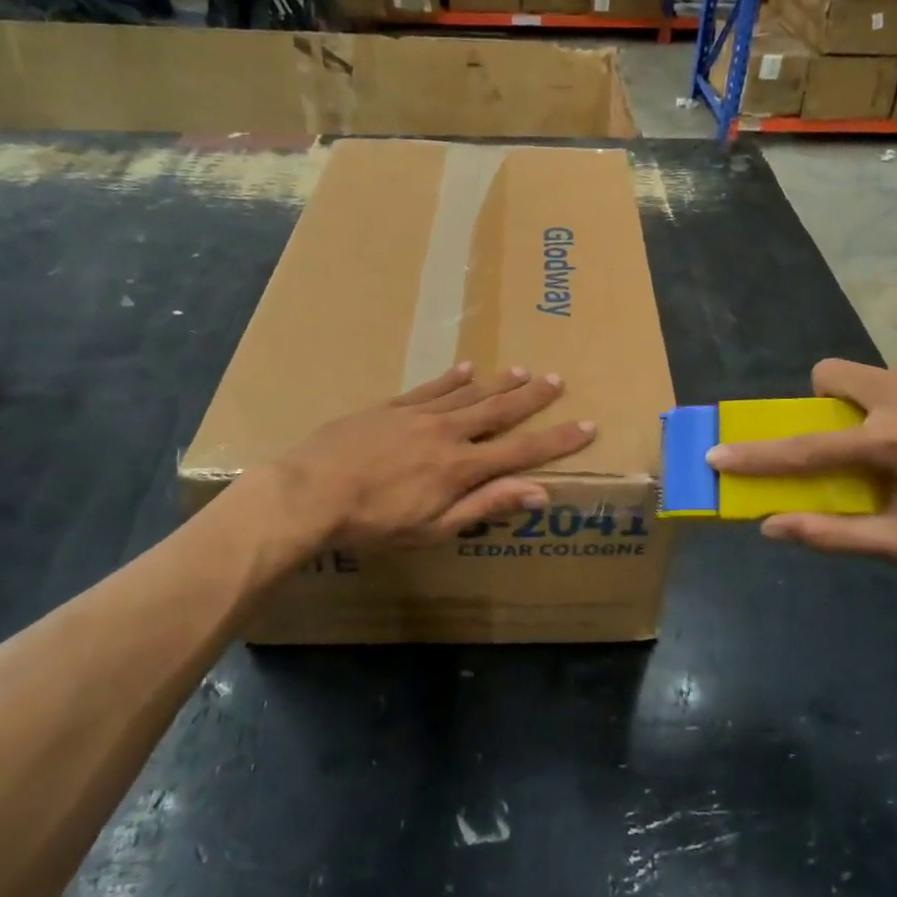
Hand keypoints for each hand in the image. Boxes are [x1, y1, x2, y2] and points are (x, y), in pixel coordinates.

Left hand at [263, 363, 595, 549]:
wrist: (309, 493)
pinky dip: (451, 378)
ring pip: (467, 394)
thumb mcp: (432, 528)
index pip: (521, 452)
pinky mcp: (390, 408)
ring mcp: (417, 416)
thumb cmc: (372, 523)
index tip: (587, 425)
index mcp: (460, 468)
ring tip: (523, 370)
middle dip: (531, 398)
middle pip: (498, 411)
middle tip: (558, 380)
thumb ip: (485, 507)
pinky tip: (466, 368)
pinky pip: (429, 388)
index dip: (557, 440)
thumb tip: (538, 491)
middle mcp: (447, 434)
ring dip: (498, 383)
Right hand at [707, 360, 896, 564]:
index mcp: (892, 444)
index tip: (716, 453)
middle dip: (821, 402)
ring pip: (866, 375)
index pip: (806, 448)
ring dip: (866, 404)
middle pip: (828, 374)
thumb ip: (835, 534)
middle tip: (847, 438)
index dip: (757, 455)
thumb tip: (772, 524)